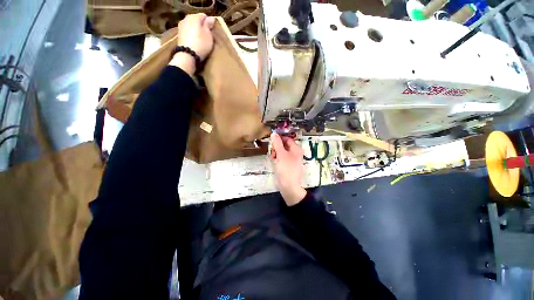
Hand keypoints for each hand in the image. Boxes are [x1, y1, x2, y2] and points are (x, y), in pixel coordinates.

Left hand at [170, 14, 214, 74]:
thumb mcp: (209, 35)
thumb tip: (211, 18)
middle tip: (207, 35)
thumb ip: (209, 25)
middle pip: (196, 20)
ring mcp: (181, 26)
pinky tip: (195, 41)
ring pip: (191, 26)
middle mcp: (186, 18)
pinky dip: (191, 35)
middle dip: (201, 26)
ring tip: (201, 39)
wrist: (187, 54)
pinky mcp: (179, 35)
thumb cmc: (201, 44)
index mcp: (194, 16)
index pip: (204, 16)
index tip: (212, 30)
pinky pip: (188, 32)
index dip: (209, 22)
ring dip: (196, 31)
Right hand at [270, 132, 306, 205]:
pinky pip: (282, 158)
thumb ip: (277, 143)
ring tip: (272, 157)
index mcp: (296, 149)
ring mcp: (291, 159)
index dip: (279, 138)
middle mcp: (295, 153)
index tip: (271, 141)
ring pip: (282, 152)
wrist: (289, 186)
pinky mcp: (287, 165)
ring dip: (276, 152)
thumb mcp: (281, 154)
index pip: (287, 139)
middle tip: (272, 151)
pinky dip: (277, 158)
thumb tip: (274, 133)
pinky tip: (273, 161)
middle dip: (276, 147)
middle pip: (284, 145)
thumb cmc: (286, 168)